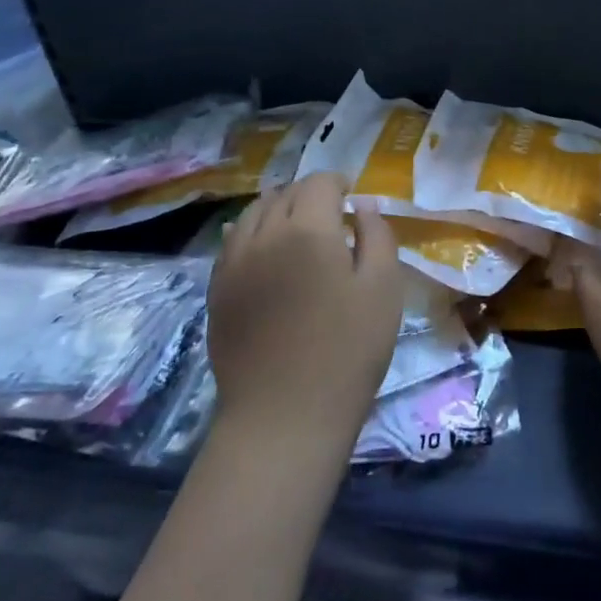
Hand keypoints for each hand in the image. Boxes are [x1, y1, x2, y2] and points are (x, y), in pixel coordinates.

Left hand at [207, 171, 402, 451]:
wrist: (284, 417)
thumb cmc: (348, 351)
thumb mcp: (384, 290)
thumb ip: (377, 236)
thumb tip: (362, 206)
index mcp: (308, 230)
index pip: (319, 184)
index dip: (338, 182)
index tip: (353, 196)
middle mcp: (264, 235)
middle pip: (285, 193)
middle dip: (310, 194)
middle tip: (332, 213)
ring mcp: (234, 262)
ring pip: (253, 213)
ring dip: (278, 208)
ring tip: (297, 227)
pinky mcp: (217, 290)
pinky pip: (232, 242)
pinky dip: (252, 232)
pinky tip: (264, 248)